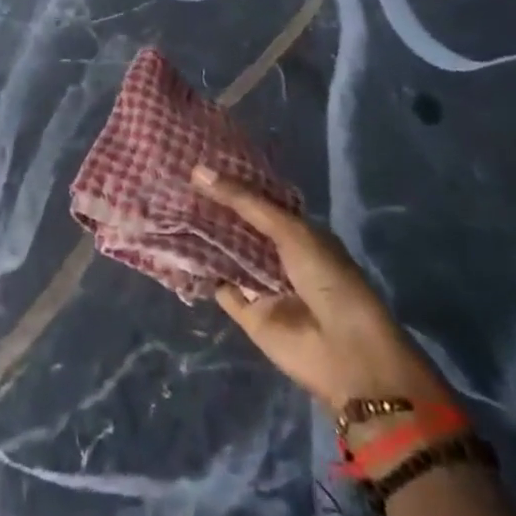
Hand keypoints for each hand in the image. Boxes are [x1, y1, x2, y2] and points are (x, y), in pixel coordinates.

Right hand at [193, 166, 450, 416]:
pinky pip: (218, 286)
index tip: (197, 159)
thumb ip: (244, 202)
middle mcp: (277, 254)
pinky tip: (171, 247)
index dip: (231, 182)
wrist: (349, 356)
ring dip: (201, 235)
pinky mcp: (247, 314)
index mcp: (296, 231)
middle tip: (172, 179)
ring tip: (165, 204)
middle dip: (211, 207)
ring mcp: (261, 284)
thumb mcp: (290, 231)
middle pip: (238, 225)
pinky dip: (198, 271)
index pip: (257, 200)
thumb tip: (198, 171)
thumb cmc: (330, 281)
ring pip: (225, 253)